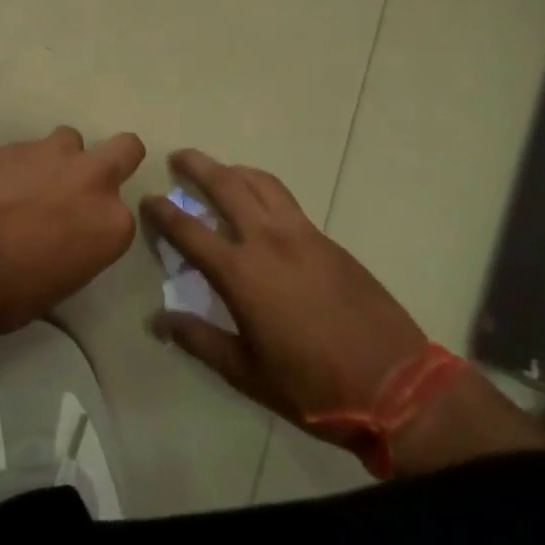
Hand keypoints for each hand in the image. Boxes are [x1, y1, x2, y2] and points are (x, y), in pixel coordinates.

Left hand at [0, 126, 144, 335]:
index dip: (98, 224)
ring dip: (57, 158)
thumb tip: (58, 244)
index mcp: (112, 225)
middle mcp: (94, 180)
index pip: (120, 217)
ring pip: (71, 140)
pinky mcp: (17, 142)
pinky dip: (19, 164)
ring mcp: (55, 154)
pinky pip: (28, 148)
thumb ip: (74, 251)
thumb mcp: (58, 286)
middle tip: (81, 183)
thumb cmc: (9, 291)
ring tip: (29, 182)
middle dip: (112, 160)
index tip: (80, 234)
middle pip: (126, 149)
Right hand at [141, 149, 428, 428]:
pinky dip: (263, 188)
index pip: (189, 230)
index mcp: (241, 273)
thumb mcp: (247, 373)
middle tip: (178, 158)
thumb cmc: (313, 387)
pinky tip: (261, 204)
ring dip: (234, 170)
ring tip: (220, 171)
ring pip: (261, 183)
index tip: (147, 198)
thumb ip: (199, 341)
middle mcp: (267, 240)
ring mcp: (301, 235)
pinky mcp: (327, 240)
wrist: (397, 385)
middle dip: (197, 166)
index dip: (163, 212)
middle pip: (226, 185)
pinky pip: (286, 200)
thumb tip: (159, 321)